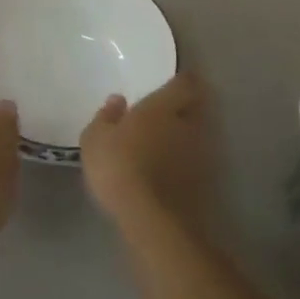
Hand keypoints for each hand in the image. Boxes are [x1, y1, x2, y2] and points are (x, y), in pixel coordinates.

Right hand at [79, 73, 213, 233]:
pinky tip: (170, 171)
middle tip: (169, 112)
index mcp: (162, 107)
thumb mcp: (95, 138)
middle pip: (196, 108)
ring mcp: (200, 155)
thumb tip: (118, 100)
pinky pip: (196, 163)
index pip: (184, 83)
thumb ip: (107, 116)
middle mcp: (187, 125)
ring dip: (187, 136)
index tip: (174, 82)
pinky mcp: (204, 183)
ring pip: (198, 136)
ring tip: (168, 144)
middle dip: (187, 107)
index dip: (182, 80)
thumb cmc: (118, 166)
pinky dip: (186, 162)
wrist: (150, 218)